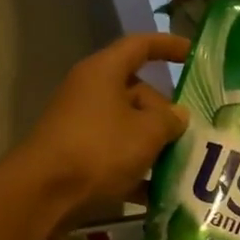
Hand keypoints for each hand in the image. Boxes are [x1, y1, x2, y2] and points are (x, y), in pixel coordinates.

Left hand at [26, 33, 189, 214]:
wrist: (45, 192)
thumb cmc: (100, 149)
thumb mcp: (147, 132)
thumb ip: (170, 119)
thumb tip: (179, 114)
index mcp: (104, 72)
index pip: (141, 46)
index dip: (169, 46)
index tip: (194, 54)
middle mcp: (92, 92)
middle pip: (139, 93)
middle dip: (167, 112)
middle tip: (194, 132)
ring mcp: (84, 124)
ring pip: (131, 126)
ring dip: (157, 143)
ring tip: (185, 162)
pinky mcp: (80, 154)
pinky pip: (118, 154)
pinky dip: (138, 169)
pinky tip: (161, 192)